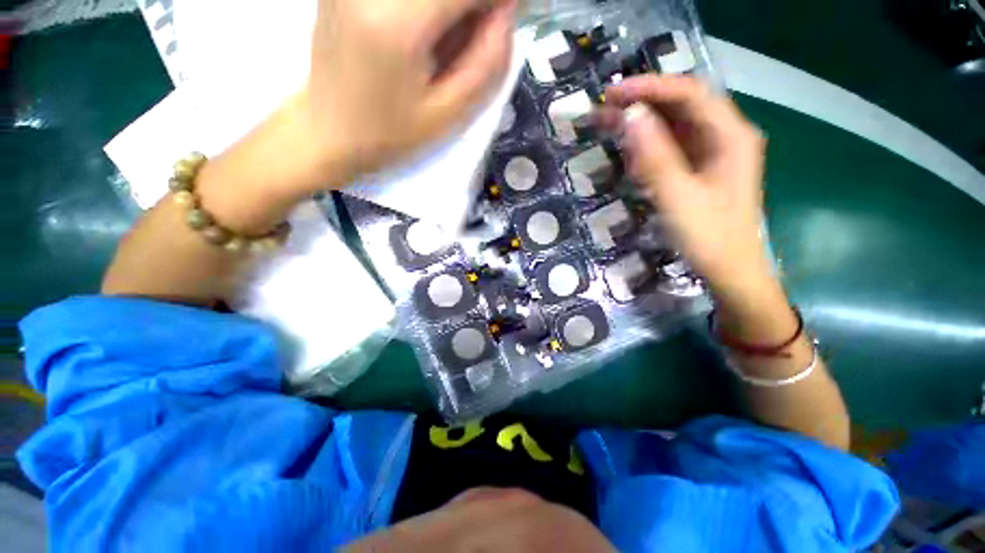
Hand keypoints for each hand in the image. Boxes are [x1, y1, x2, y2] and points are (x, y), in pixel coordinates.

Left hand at [196, 0, 515, 233]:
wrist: (328, 131)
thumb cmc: (390, 135)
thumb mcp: (447, 115)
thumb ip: (485, 64)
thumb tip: (507, 12)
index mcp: (397, 22)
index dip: (496, 1)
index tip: (506, 18)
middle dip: (472, 6)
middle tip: (473, 38)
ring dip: (451, 10)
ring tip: (445, 43)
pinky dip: (429, 10)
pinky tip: (426, 33)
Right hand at [596, 75, 768, 288]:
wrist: (729, 270)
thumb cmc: (708, 237)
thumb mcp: (677, 197)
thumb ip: (654, 157)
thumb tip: (630, 116)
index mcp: (730, 136)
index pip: (689, 94)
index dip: (651, 88)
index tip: (613, 94)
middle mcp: (725, 136)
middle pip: (682, 106)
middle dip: (643, 103)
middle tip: (604, 108)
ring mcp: (712, 153)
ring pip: (675, 125)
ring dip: (642, 122)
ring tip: (608, 124)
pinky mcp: (699, 169)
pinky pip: (672, 147)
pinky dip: (648, 145)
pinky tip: (628, 150)